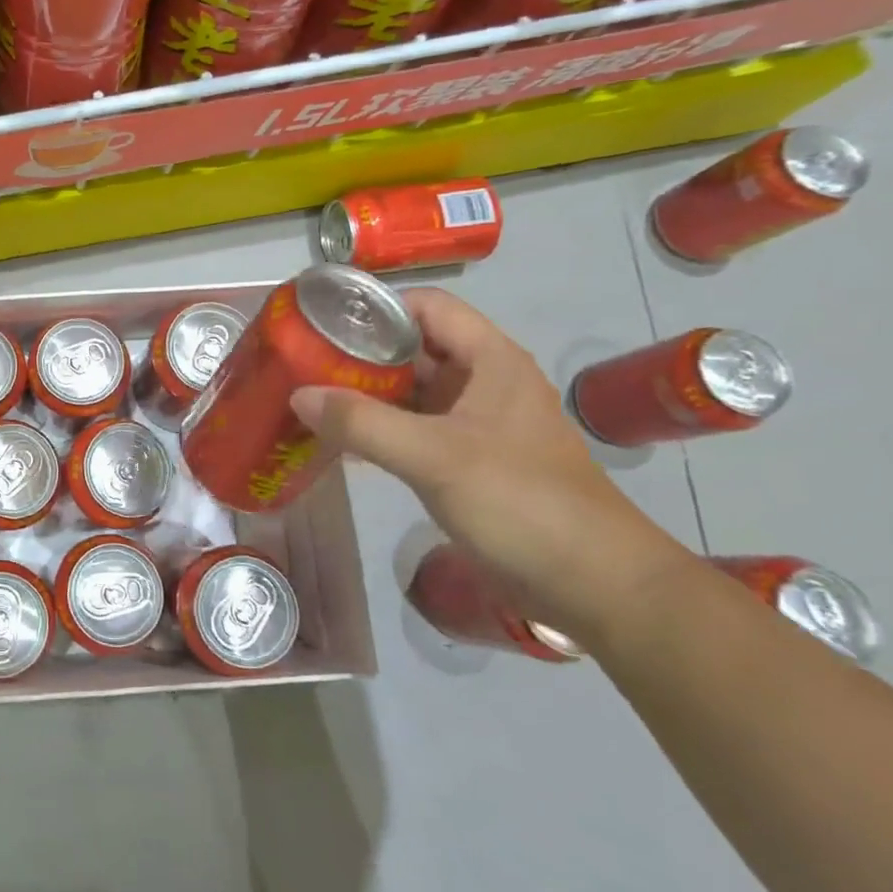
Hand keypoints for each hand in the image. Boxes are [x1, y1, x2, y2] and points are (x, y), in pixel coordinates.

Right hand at [290, 287, 688, 643]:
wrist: (594, 585)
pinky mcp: (469, 458)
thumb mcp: (435, 457)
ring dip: (365, 391)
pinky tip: (339, 439)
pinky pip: (414, 427)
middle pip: (414, 346)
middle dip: (360, 351)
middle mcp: (483, 381)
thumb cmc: (521, 502)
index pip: (426, 306)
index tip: (324, 322)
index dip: (376, 306)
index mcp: (490, 360)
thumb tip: (298, 394)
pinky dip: (378, 426)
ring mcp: (477, 422)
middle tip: (304, 360)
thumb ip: (362, 423)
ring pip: (412, 389)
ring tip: (311, 395)